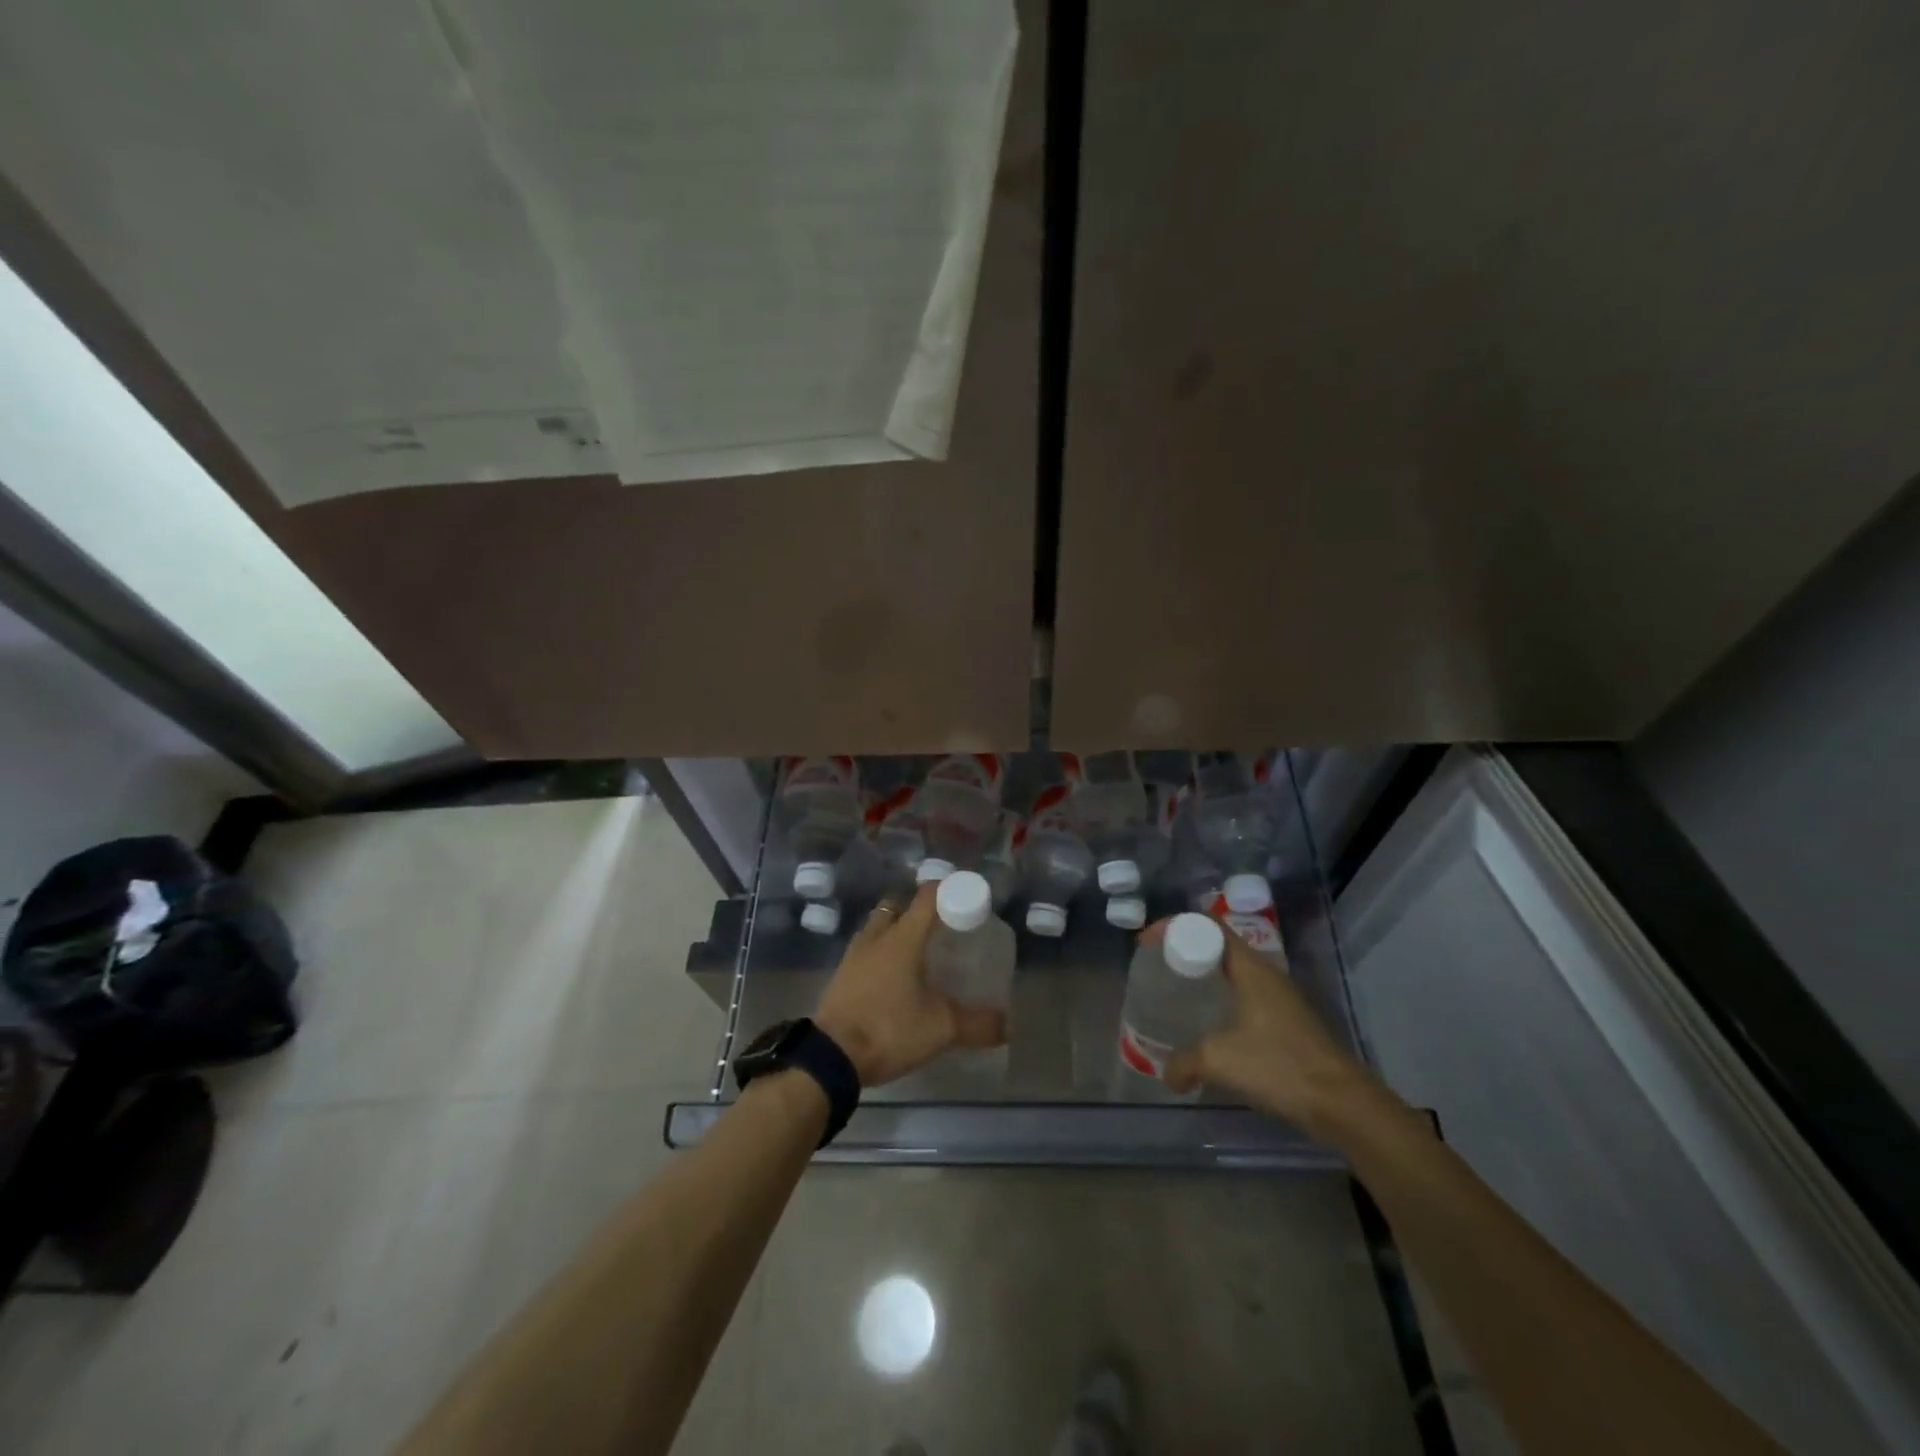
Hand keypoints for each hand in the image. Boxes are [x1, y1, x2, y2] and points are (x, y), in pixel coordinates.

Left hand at [813, 885, 1006, 1085]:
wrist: (830, 1057)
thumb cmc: (889, 1028)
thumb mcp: (940, 1028)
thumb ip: (977, 1024)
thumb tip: (1008, 1026)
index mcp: (903, 937)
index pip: (928, 896)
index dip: (948, 890)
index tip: (966, 898)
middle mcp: (877, 937)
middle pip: (898, 906)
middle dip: (918, 910)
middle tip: (941, 927)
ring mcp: (854, 955)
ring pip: (878, 927)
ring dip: (896, 931)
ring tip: (918, 953)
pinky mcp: (841, 976)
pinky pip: (866, 951)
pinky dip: (881, 955)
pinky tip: (894, 978)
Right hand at [1159, 917, 1387, 1135]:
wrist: (1343, 1103)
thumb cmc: (1279, 1065)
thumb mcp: (1220, 1060)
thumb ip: (1185, 1062)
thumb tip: (1166, 1075)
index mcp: (1250, 967)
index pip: (1208, 925)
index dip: (1175, 926)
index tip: (1147, 942)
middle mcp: (1265, 973)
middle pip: (1219, 945)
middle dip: (1185, 949)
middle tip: (1157, 966)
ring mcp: (1279, 998)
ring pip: (1233, 972)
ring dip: (1204, 976)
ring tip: (1176, 992)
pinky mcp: (1286, 1022)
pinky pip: (1244, 996)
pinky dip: (1220, 1000)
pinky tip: (1207, 1026)